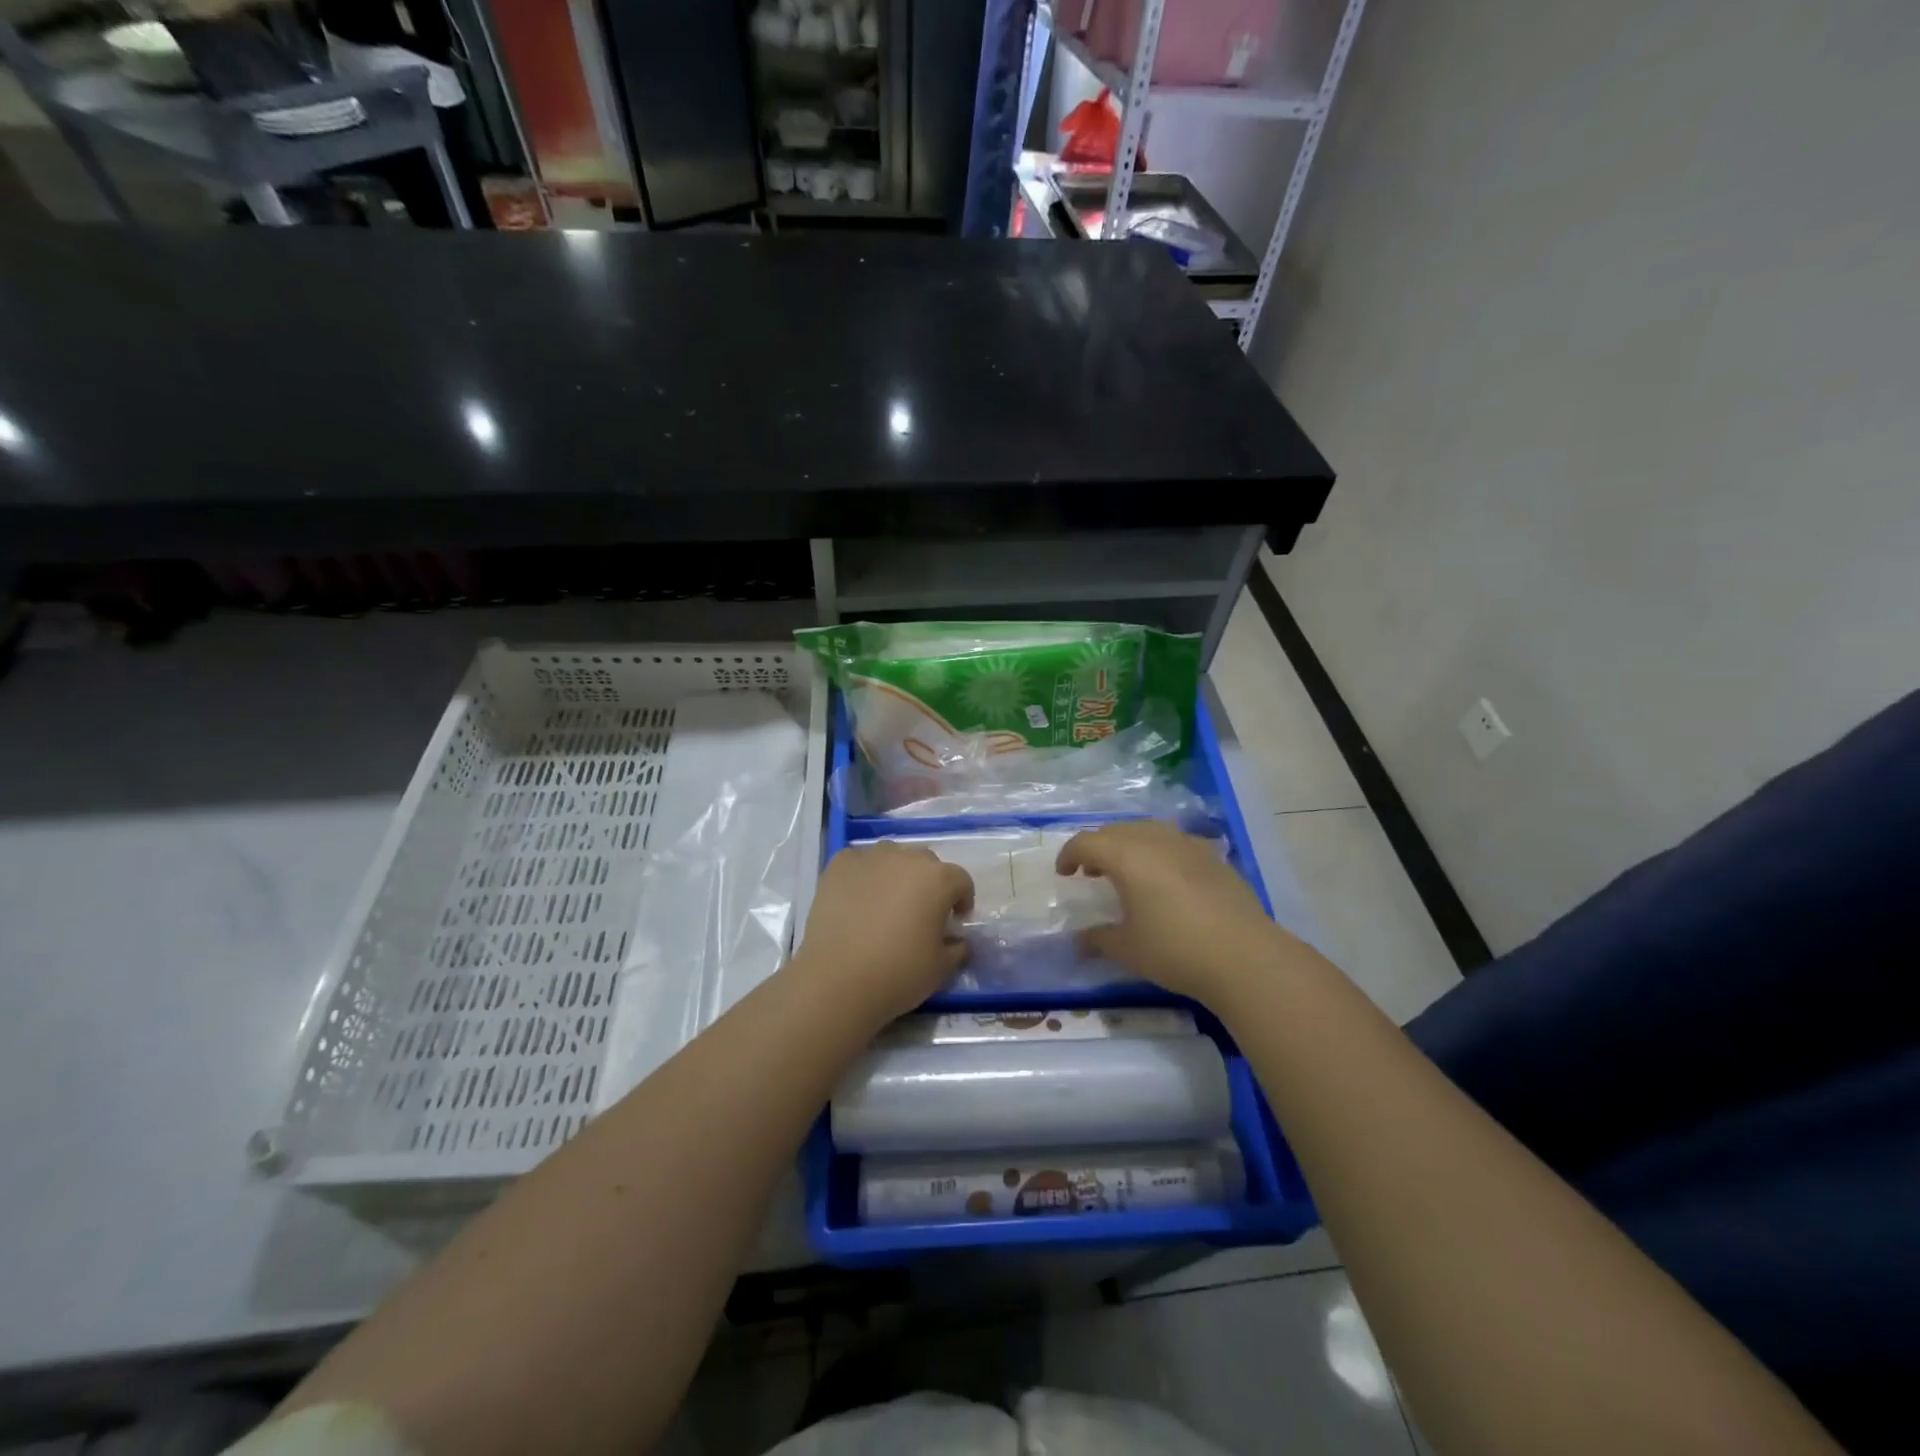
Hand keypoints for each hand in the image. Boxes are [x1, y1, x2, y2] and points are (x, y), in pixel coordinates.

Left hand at [792, 842, 973, 1023]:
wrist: (837, 979)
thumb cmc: (898, 973)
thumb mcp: (941, 969)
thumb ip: (957, 949)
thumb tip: (957, 941)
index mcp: (938, 879)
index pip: (961, 880)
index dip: (962, 900)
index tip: (955, 921)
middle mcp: (907, 858)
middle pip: (926, 863)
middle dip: (929, 883)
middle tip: (920, 912)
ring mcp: (871, 858)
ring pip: (892, 856)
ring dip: (896, 873)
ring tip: (886, 901)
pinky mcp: (839, 865)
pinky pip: (859, 861)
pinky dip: (863, 874)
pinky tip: (857, 897)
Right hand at [1057, 820, 1297, 1003]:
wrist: (1244, 956)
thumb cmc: (1175, 949)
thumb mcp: (1128, 949)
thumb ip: (1098, 939)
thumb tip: (1079, 940)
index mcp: (1127, 856)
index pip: (1086, 842)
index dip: (1069, 855)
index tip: (1064, 874)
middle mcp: (1155, 840)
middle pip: (1116, 830)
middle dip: (1098, 847)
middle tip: (1092, 873)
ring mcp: (1188, 845)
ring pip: (1148, 831)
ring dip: (1130, 845)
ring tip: (1128, 872)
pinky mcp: (1214, 857)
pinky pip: (1176, 843)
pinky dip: (1160, 853)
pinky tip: (1167, 880)